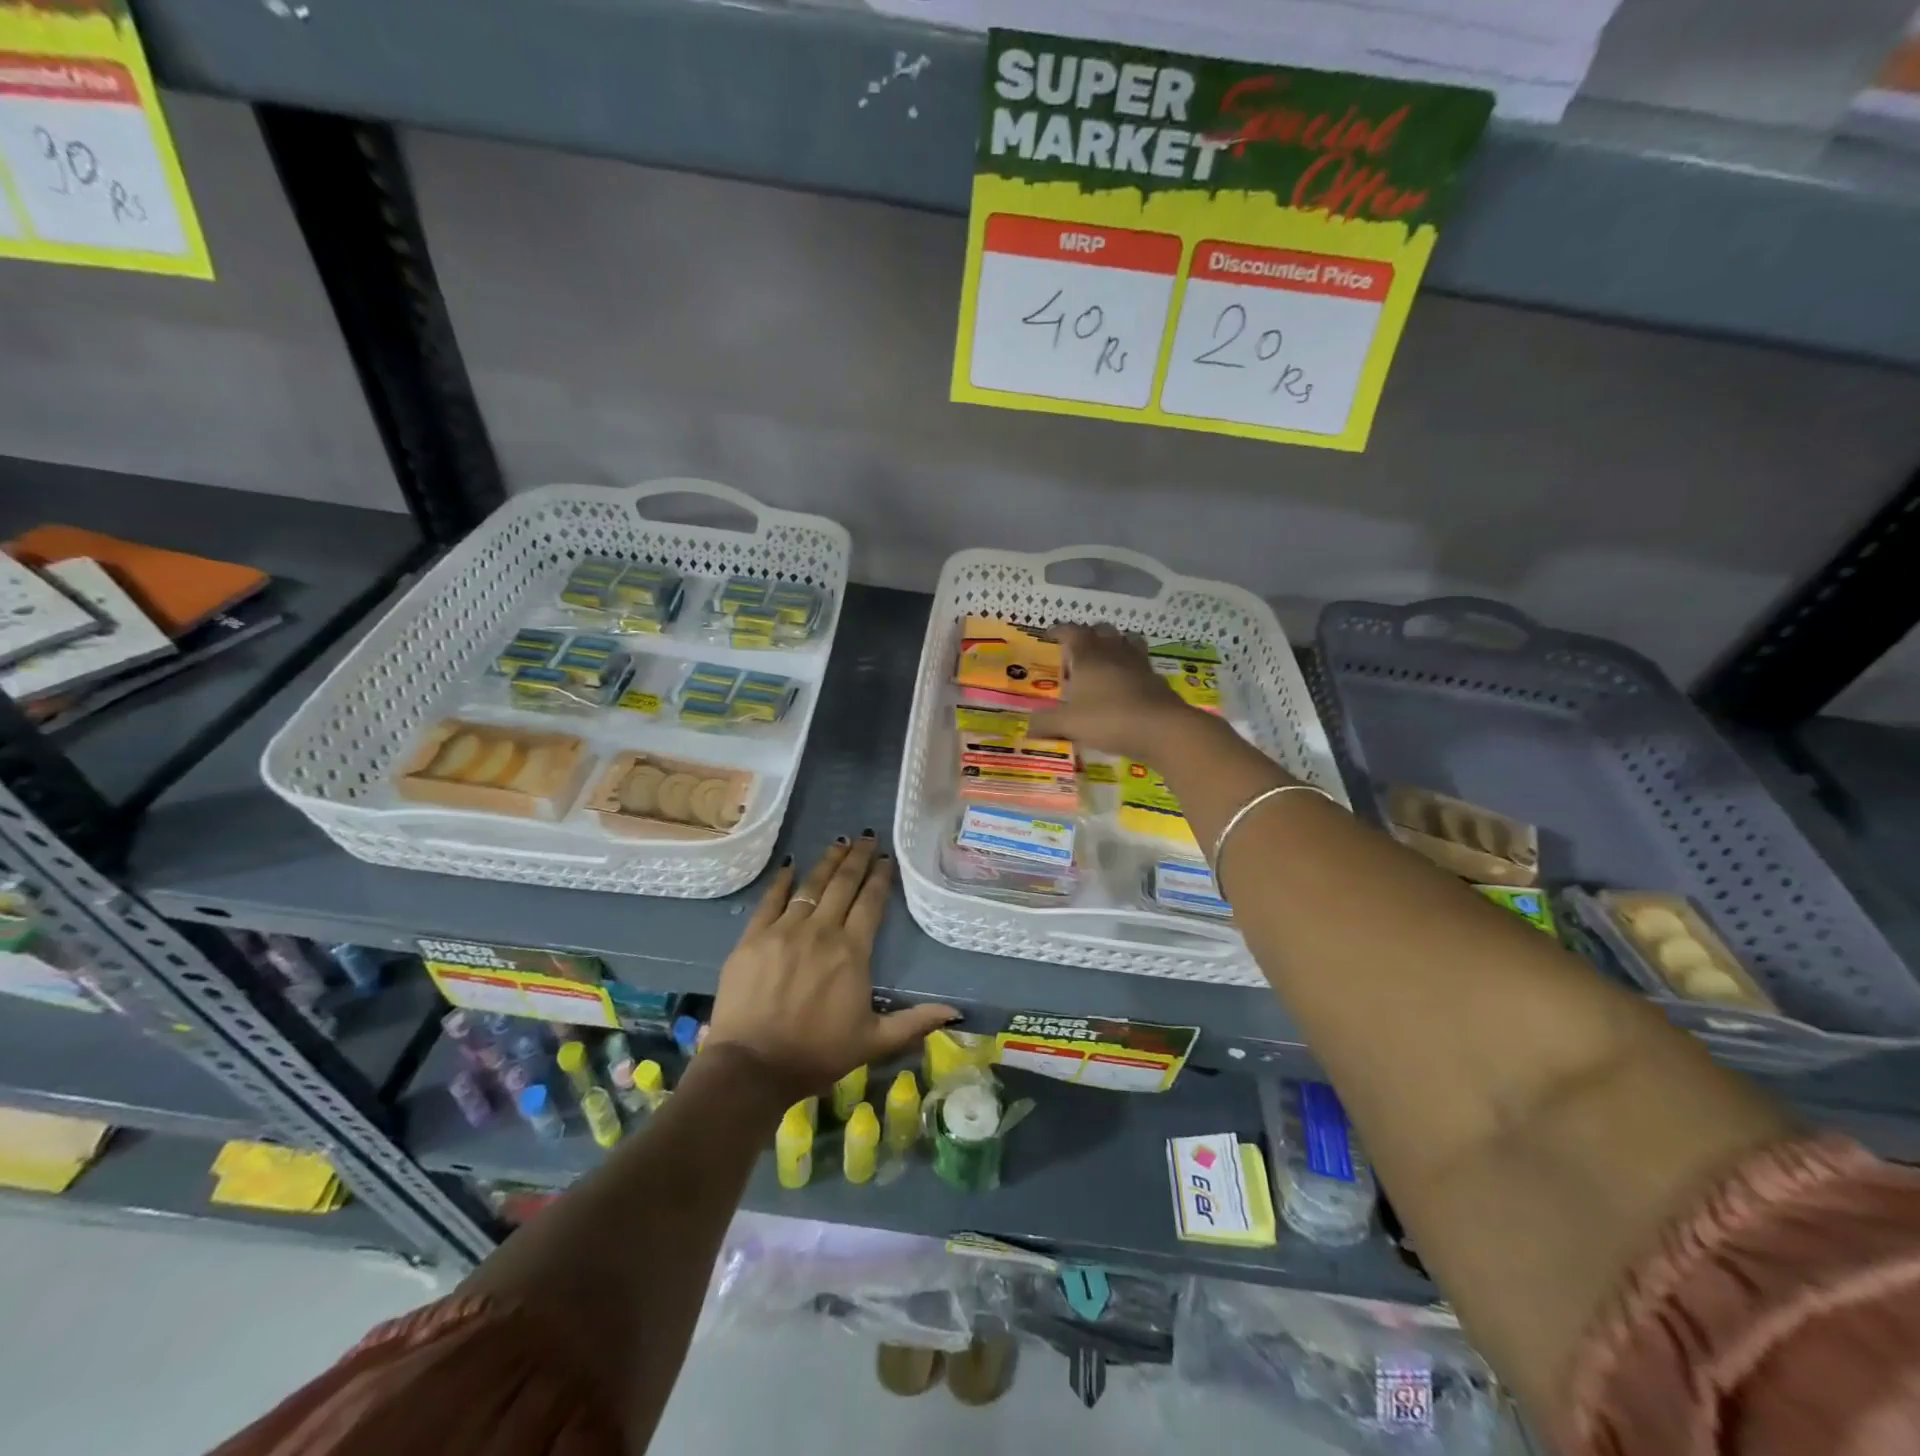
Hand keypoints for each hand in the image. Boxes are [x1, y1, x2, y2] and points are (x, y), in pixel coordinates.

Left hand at [706, 833, 957, 1103]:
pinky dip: (781, 881)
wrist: (752, 1067)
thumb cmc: (816, 1055)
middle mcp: (821, 931)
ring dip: (827, 862)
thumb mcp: (873, 1042)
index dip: (881, 877)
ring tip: (839, 842)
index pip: (871, 902)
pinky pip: (770, 900)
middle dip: (858, 858)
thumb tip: (956, 1012)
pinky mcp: (753, 938)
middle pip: (843, 884)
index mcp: (852, 951)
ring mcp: (784, 931)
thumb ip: (914, 1022)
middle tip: (867, 837)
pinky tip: (790, 866)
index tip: (887, 859)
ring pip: (810, 885)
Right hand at [1029, 623, 1204, 761]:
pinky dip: (1132, 670)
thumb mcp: (1068, 724)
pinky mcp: (1157, 680)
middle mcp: (1114, 652)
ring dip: (1116, 646)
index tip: (1051, 636)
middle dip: (1089, 636)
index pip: (1072, 631)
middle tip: (1078, 653)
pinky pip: (1142, 666)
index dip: (1060, 630)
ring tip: (1106, 663)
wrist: (1161, 729)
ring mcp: (1139, 664)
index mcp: (1089, 656)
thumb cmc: (1108, 719)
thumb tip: (1028, 727)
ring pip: (1127, 642)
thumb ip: (1046, 723)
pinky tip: (1127, 687)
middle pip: (1102, 630)